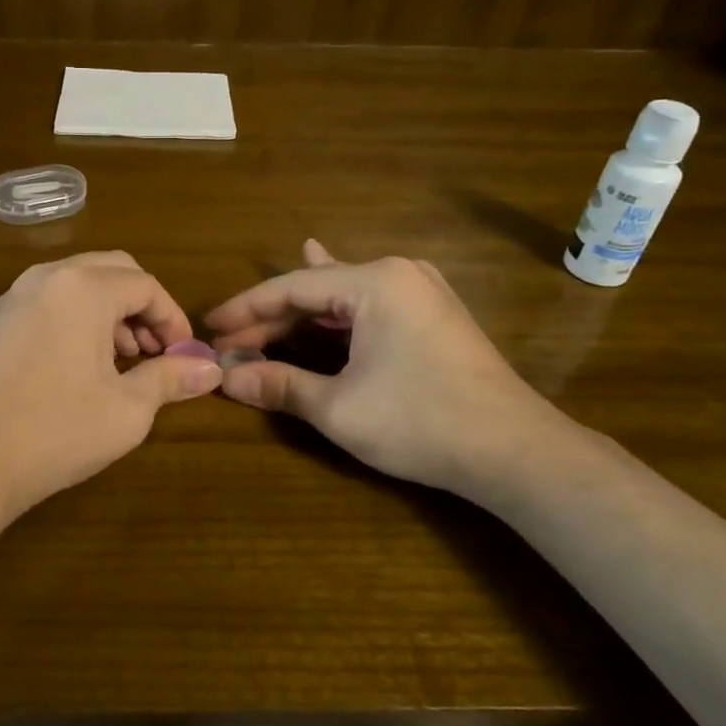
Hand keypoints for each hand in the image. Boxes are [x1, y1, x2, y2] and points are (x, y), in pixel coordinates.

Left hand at [0, 251, 222, 520]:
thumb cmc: (56, 432)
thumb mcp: (127, 409)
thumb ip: (171, 378)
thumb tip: (212, 369)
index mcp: (84, 288)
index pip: (145, 285)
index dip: (172, 319)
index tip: (184, 357)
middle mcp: (48, 276)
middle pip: (113, 270)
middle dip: (143, 307)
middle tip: (156, 352)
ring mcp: (16, 295)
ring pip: (80, 282)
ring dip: (111, 310)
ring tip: (124, 360)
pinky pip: (52, 298)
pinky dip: (79, 316)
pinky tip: (83, 363)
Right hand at [206, 240, 596, 506]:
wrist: (515, 452)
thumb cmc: (421, 422)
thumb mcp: (339, 407)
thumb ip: (280, 386)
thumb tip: (227, 379)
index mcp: (375, 282)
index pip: (291, 288)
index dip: (245, 309)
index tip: (210, 327)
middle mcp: (399, 273)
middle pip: (317, 290)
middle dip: (272, 319)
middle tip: (231, 343)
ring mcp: (422, 292)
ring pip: (344, 297)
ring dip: (302, 315)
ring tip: (262, 310)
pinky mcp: (434, 316)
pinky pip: (371, 306)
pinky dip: (339, 312)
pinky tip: (326, 299)